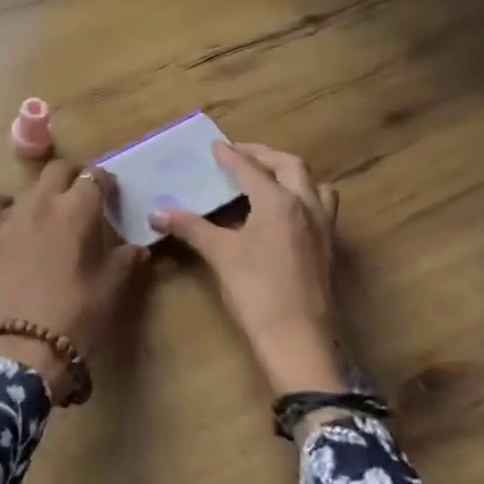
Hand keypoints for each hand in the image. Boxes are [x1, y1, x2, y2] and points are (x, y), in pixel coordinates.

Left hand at [0, 160, 148, 388]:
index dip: (105, 182)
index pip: (94, 177)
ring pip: (30, 187)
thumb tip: (138, 248)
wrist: (28, 342)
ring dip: (45, 191)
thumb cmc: (79, 311)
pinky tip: (17, 216)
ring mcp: (13, 216)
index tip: (112, 194)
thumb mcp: (114, 284)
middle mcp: (43, 202)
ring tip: (55, 211)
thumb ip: (128, 258)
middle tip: (85, 194)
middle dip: (74, 175)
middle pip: (58, 170)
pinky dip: (8, 204)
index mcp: (78, 209)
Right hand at [149, 143, 346, 397]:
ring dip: (291, 174)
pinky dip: (301, 196)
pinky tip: (283, 213)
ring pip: (313, 185)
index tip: (215, 145)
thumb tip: (155, 213)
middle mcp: (306, 206)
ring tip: (268, 177)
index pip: (251, 169)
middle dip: (264, 156)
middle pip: (290, 166)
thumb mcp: (219, 254)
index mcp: (279, 202)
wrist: (297, 338)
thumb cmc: (256, 290)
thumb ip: (189, 227)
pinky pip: (319, 206)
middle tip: (240, 154)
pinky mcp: (327, 247)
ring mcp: (323, 227)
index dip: (230, 156)